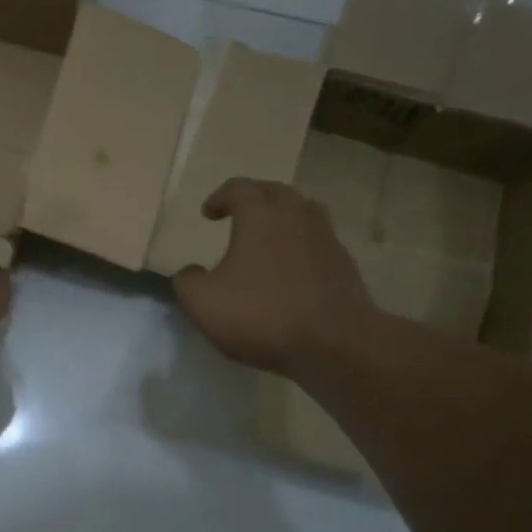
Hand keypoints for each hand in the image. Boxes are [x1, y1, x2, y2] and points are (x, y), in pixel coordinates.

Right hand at [173, 178, 376, 375]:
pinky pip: (317, 242)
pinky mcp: (344, 264)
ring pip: (303, 213)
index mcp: (261, 215)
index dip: (219, 197)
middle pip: (275, 192)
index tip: (208, 213)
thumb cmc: (262, 315)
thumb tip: (190, 273)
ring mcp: (326, 238)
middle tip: (238, 214)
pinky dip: (300, 246)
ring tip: (267, 237)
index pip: (238, 188)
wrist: (334, 343)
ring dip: (282, 219)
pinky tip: (290, 270)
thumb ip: (187, 281)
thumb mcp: (203, 303)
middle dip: (254, 199)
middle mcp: (297, 215)